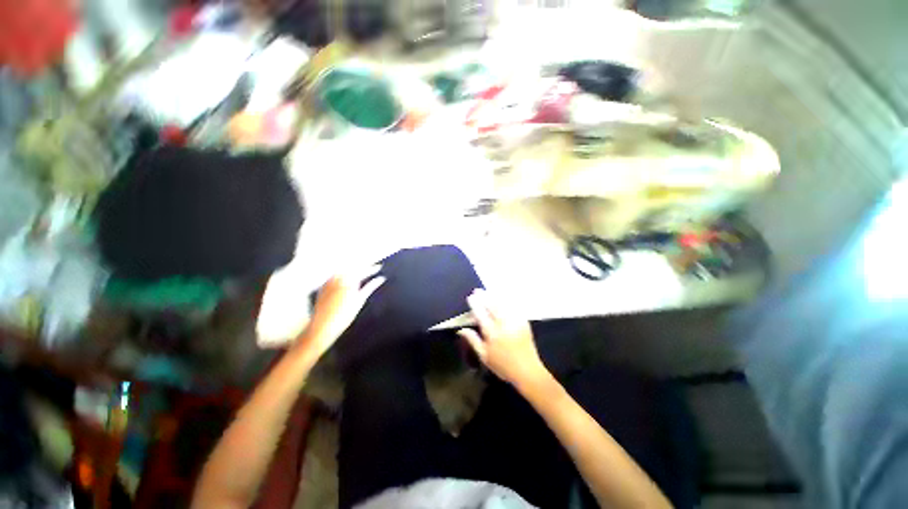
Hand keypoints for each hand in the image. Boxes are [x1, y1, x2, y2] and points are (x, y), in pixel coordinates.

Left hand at [301, 266, 384, 357]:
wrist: (322, 326)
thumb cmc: (343, 316)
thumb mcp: (360, 300)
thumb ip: (371, 287)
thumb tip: (380, 279)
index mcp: (349, 281)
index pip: (363, 270)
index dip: (372, 268)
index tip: (379, 267)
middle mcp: (338, 278)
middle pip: (353, 267)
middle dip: (363, 266)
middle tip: (371, 267)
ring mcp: (329, 281)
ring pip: (343, 269)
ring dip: (352, 268)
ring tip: (360, 270)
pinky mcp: (323, 285)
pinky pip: (334, 274)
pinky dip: (342, 273)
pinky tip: (346, 276)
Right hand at [457, 289, 549, 388]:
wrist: (527, 371)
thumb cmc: (503, 366)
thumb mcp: (484, 356)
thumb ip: (473, 340)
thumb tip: (461, 329)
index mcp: (492, 333)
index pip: (481, 314)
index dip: (475, 304)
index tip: (470, 297)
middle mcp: (503, 325)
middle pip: (492, 306)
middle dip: (484, 296)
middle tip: (477, 290)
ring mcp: (514, 322)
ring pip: (503, 305)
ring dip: (494, 296)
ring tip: (488, 291)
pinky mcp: (523, 322)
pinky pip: (513, 308)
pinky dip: (506, 301)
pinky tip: (502, 298)